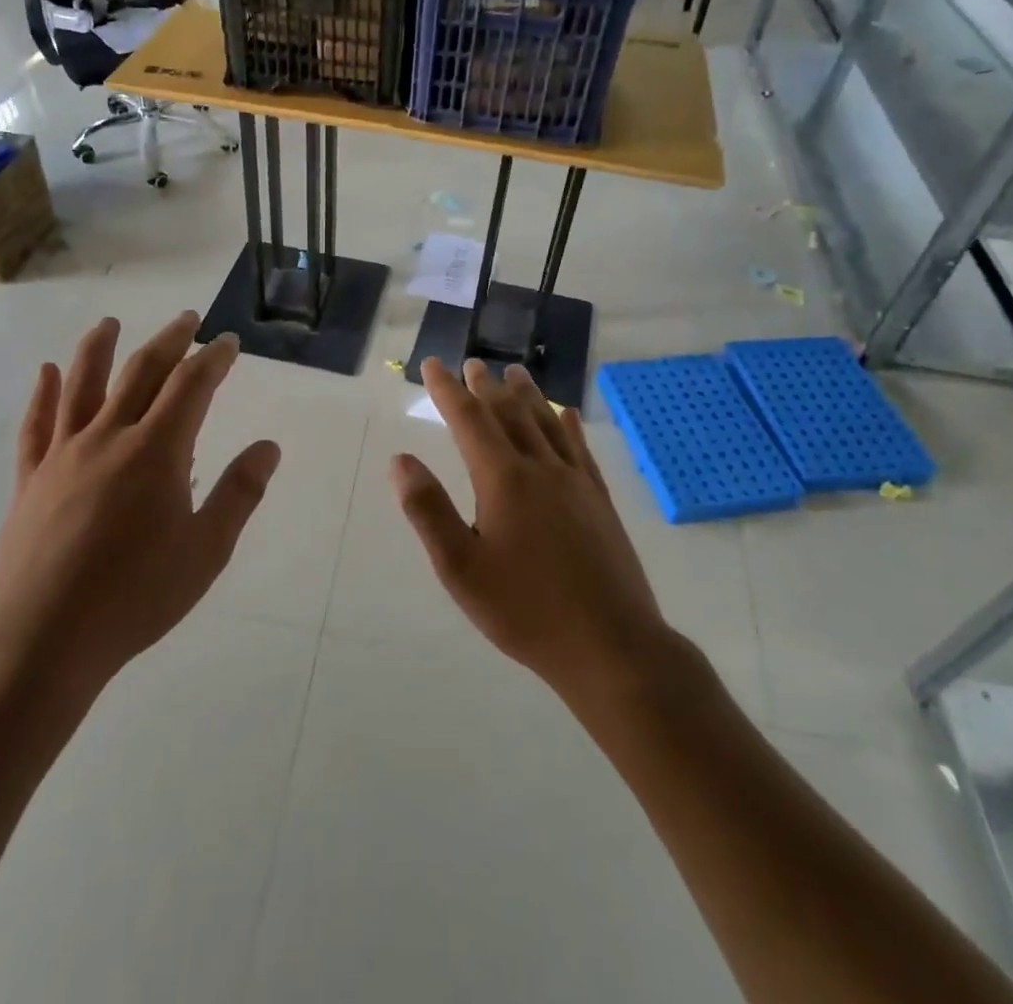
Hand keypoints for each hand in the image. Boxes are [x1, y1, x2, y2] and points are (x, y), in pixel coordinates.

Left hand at [0, 313, 279, 696]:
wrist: (41, 638)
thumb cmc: (135, 596)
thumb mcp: (206, 551)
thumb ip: (239, 493)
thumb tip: (268, 446)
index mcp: (156, 451)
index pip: (191, 386)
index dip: (213, 359)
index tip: (227, 342)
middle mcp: (109, 437)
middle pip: (141, 373)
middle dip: (168, 341)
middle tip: (186, 319)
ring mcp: (64, 454)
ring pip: (83, 386)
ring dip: (99, 349)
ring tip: (110, 324)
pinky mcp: (31, 478)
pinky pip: (36, 424)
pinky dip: (43, 393)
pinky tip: (46, 372)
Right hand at [392, 359, 692, 708]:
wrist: (612, 647)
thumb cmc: (526, 610)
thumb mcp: (461, 569)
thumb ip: (428, 511)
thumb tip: (400, 460)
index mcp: (503, 480)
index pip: (469, 420)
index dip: (448, 390)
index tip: (433, 365)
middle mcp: (541, 468)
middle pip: (510, 414)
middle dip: (486, 388)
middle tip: (472, 365)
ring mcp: (575, 482)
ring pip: (547, 424)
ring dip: (527, 395)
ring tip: (515, 373)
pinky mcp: (599, 501)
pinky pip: (580, 449)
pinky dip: (568, 425)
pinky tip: (567, 415)